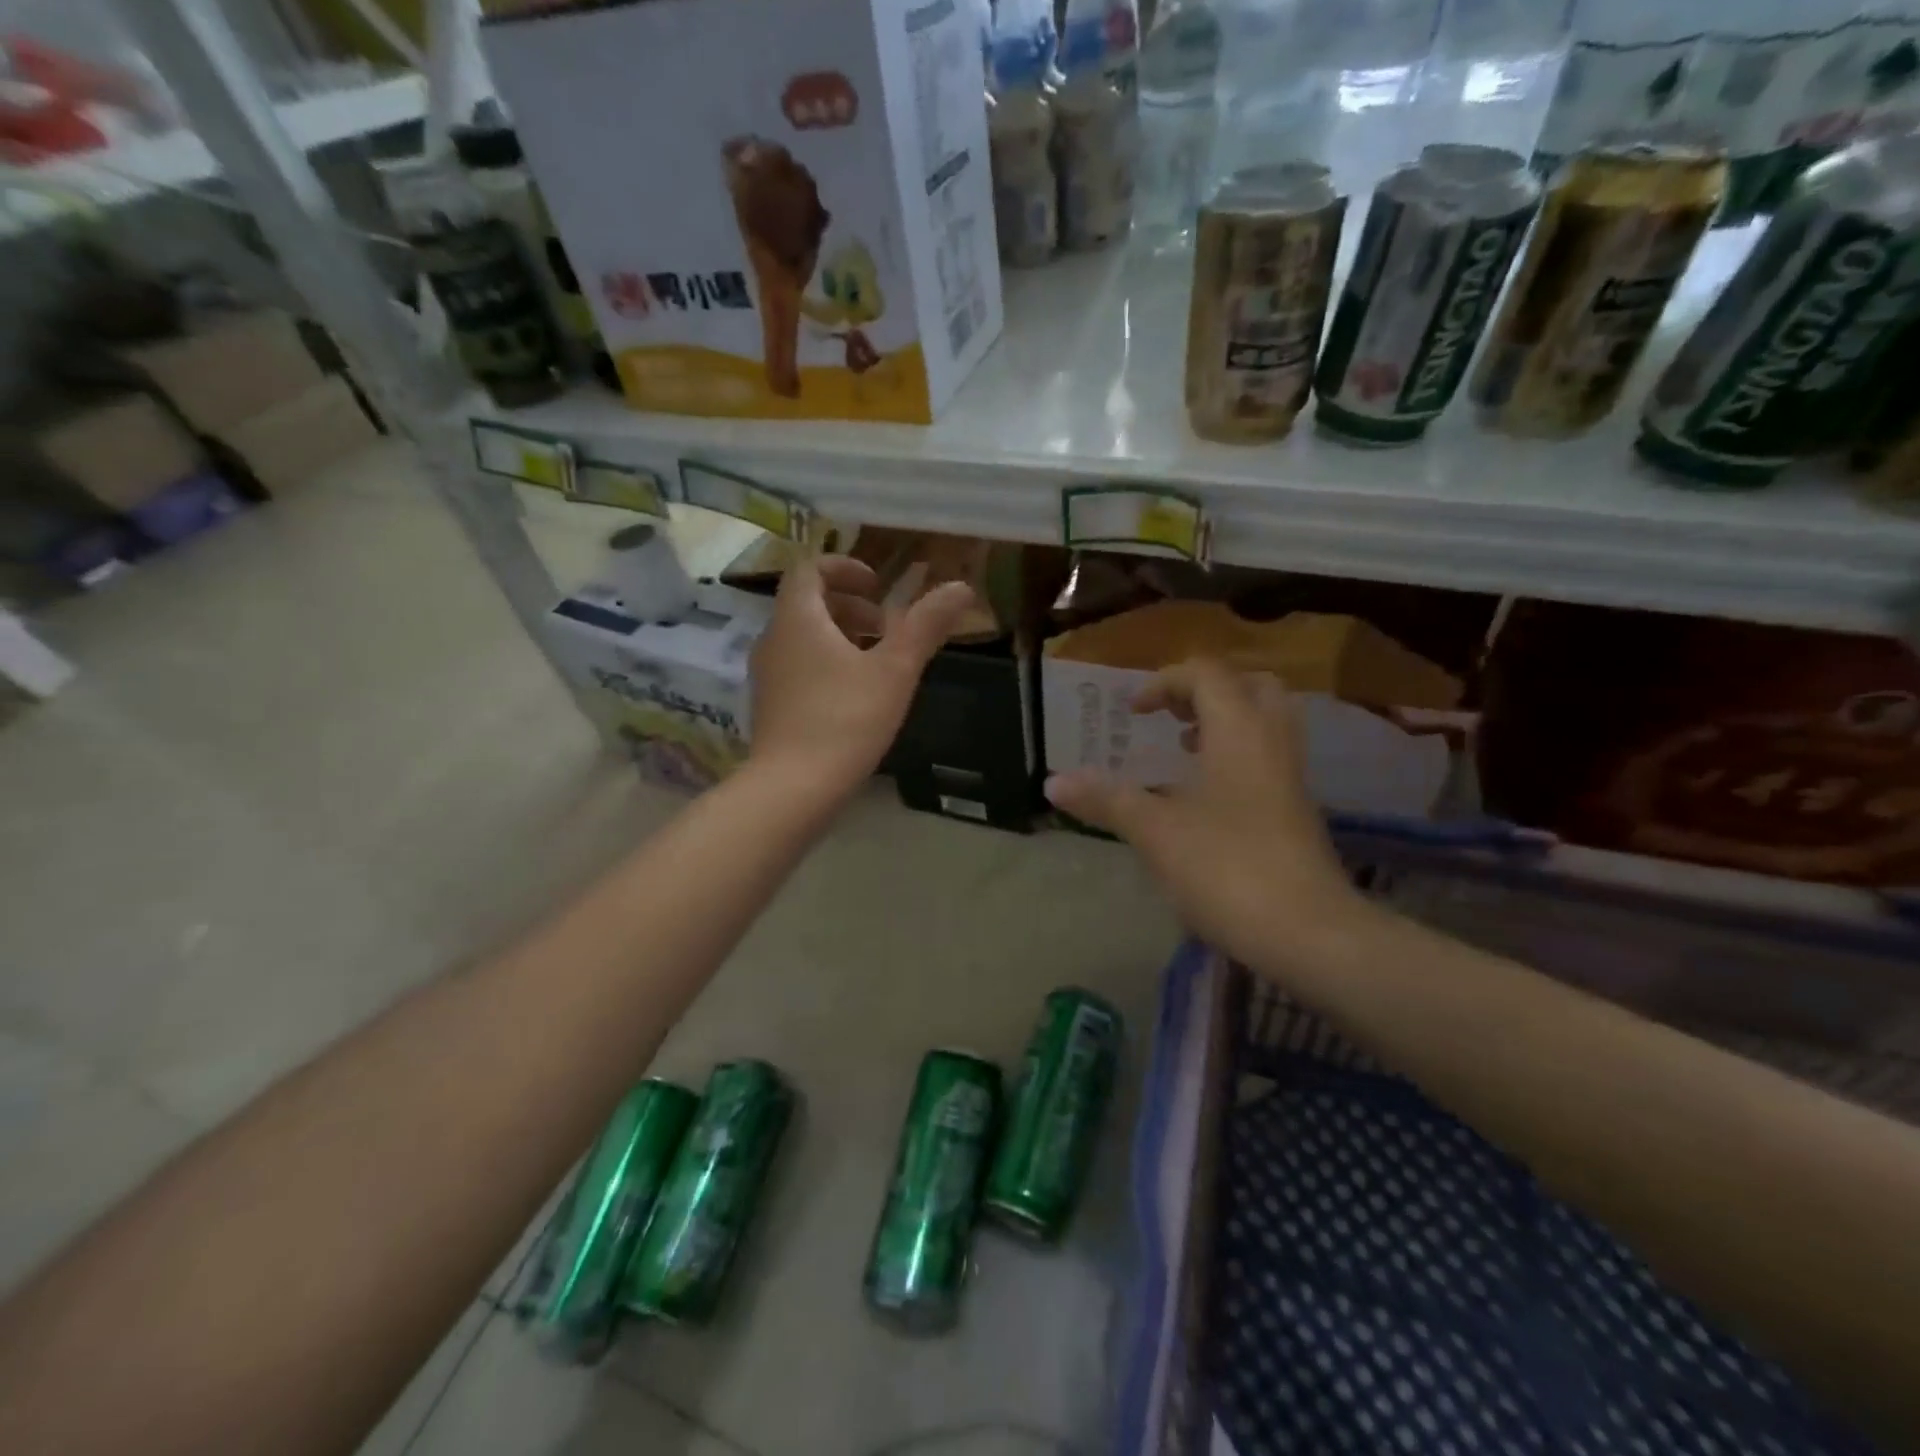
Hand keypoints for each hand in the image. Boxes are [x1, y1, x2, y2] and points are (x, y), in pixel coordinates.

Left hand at [749, 553, 975, 804]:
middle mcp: (773, 639)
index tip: (877, 586)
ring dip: (839, 636)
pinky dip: (825, 663)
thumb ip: (926, 625)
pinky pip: (797, 666)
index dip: (843, 568)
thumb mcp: (895, 670)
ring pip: (802, 637)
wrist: (793, 788)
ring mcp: (767, 675)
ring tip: (876, 661)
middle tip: (885, 626)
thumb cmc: (846, 720)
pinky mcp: (769, 706)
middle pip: (806, 603)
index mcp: (798, 618)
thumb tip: (962, 587)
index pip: (808, 569)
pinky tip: (854, 696)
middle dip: (848, 605)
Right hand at [1043, 658, 1369, 971]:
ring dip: (1223, 724)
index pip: (1207, 674)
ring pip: (1264, 723)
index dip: (1165, 681)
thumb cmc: (1227, 868)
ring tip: (1183, 751)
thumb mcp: (1155, 832)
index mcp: (1239, 730)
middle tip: (1171, 718)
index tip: (1133, 713)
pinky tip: (1204, 796)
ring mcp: (1291, 777)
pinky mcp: (1297, 810)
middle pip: (1248, 686)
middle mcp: (1272, 741)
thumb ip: (1106, 800)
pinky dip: (1236, 757)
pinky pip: (1267, 758)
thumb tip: (1053, 783)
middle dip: (1204, 692)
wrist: (1309, 934)